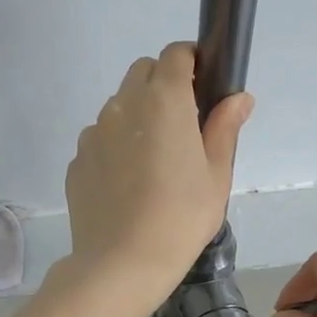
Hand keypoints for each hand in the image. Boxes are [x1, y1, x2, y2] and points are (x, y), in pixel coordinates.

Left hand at [63, 42, 252, 313]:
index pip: (175, 54)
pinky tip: (128, 184)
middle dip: (163, 84)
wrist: (122, 263)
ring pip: (118, 106)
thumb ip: (224, 127)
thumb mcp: (216, 174)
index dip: (191, 61)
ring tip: (153, 161)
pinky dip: (115, 146)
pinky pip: (100, 139)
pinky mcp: (76, 160)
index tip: (203, 86)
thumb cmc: (181, 216)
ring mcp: (93, 133)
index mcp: (162, 101)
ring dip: (137, 115)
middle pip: (142, 72)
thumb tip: (239, 97)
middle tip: (182, 125)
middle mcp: (122, 105)